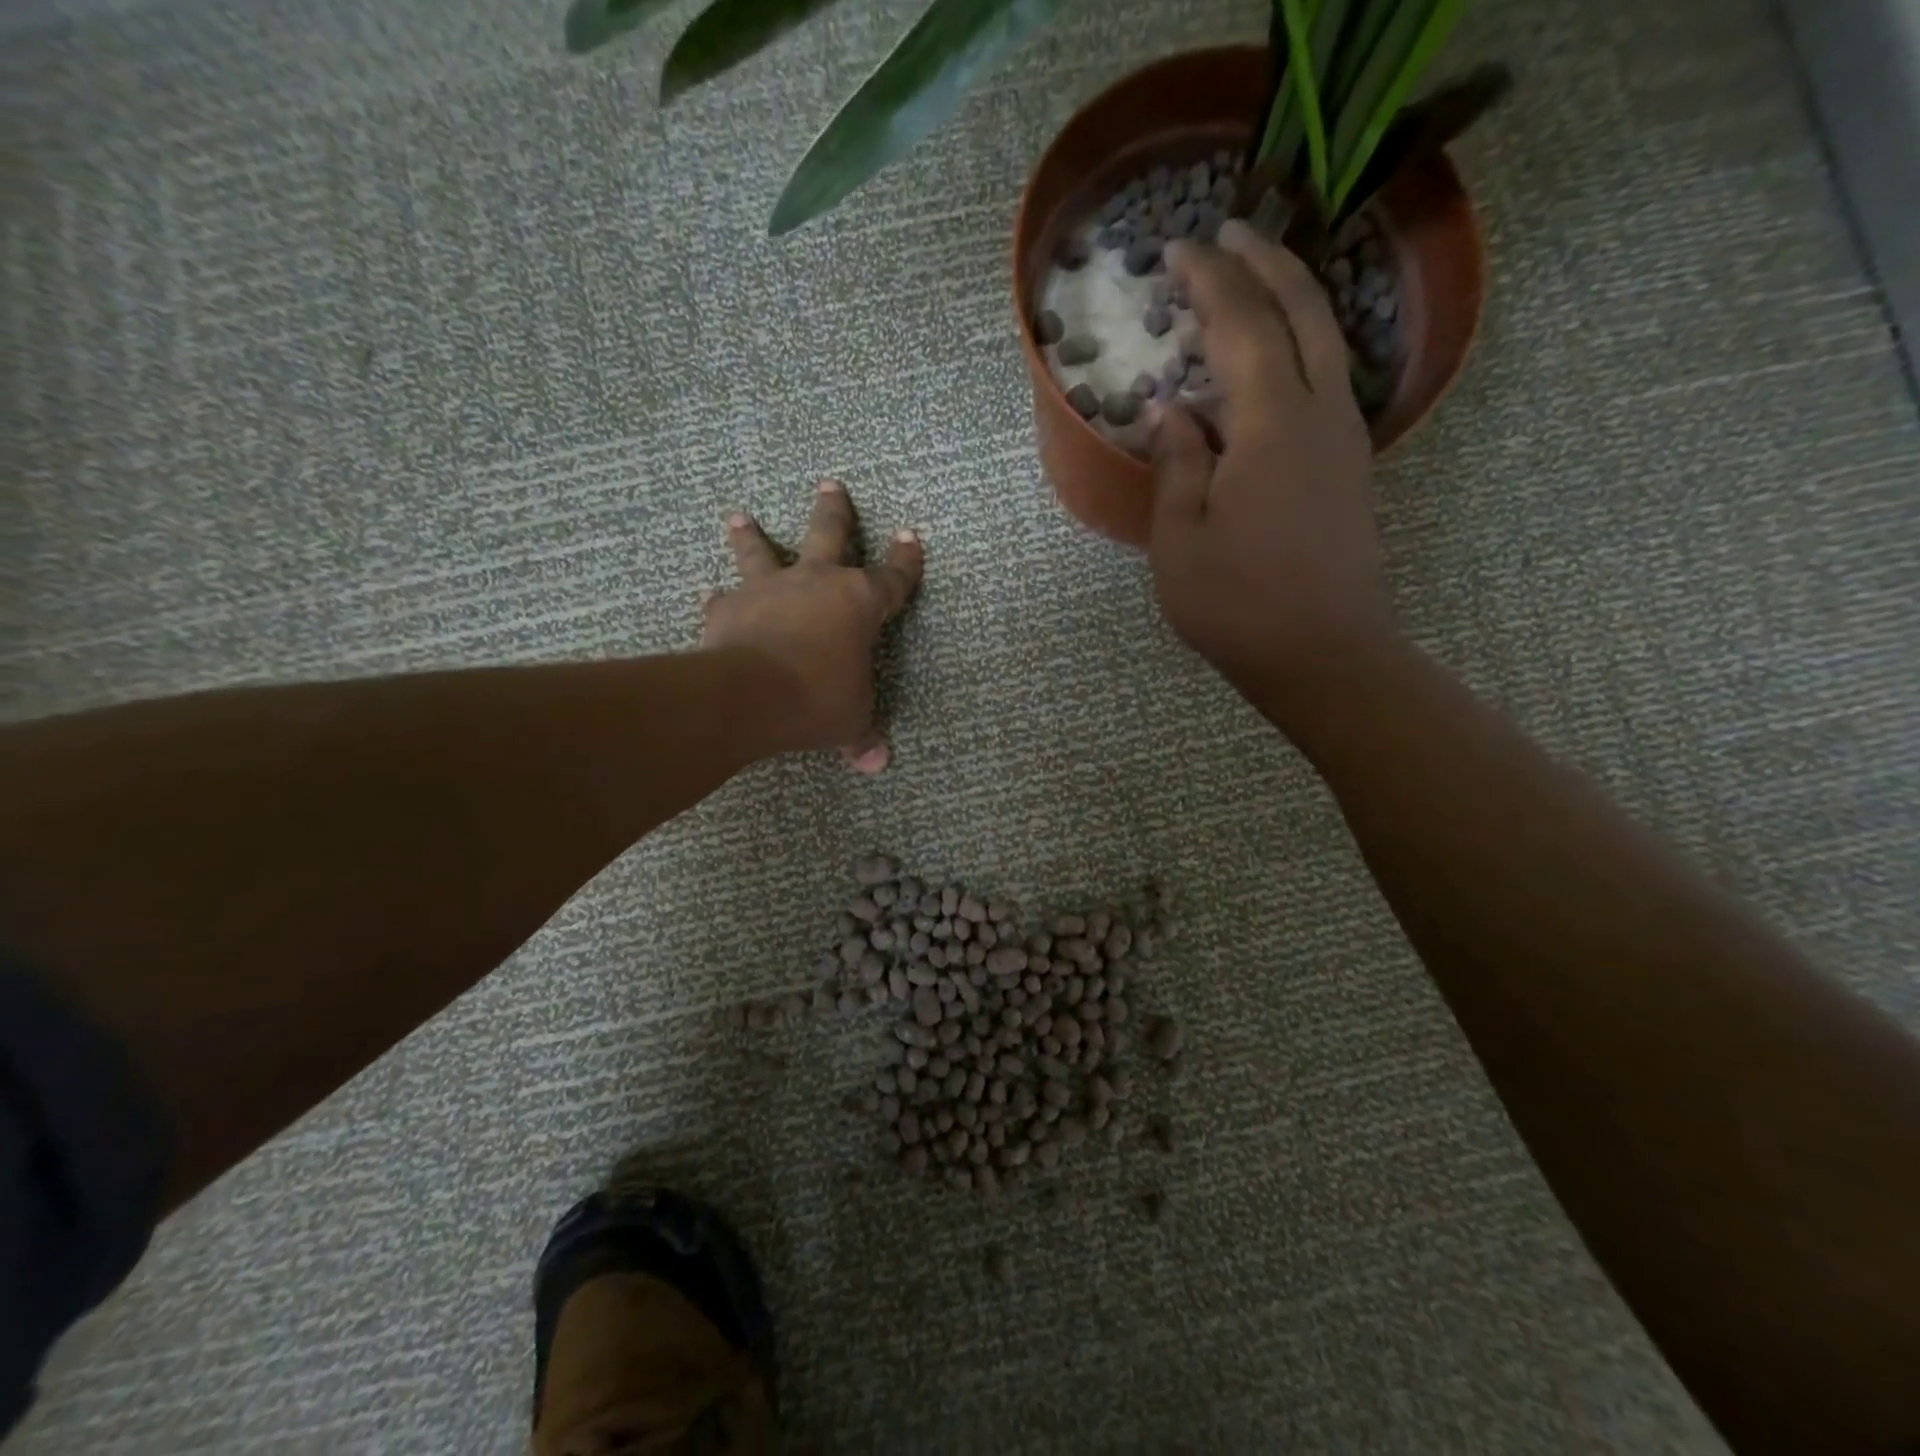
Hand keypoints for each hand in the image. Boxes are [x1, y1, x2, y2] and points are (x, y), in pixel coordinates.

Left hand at [701, 479, 922, 772]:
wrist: (749, 696)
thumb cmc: (816, 701)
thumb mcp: (850, 721)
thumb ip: (862, 736)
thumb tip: (877, 764)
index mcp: (858, 603)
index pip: (892, 577)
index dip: (905, 560)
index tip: (910, 536)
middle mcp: (815, 583)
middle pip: (829, 534)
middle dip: (834, 510)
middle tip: (829, 483)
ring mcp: (769, 590)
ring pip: (761, 551)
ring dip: (752, 534)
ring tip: (739, 515)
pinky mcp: (729, 608)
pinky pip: (723, 599)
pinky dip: (718, 599)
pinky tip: (708, 595)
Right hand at [1148, 221, 1391, 709]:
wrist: (1324, 654)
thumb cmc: (1237, 603)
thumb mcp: (1180, 538)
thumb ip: (1176, 464)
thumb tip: (1174, 412)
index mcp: (1273, 422)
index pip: (1243, 324)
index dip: (1211, 280)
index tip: (1179, 249)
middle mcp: (1322, 412)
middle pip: (1304, 309)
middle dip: (1267, 262)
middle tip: (1231, 233)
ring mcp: (1345, 438)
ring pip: (1328, 340)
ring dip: (1292, 298)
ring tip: (1253, 282)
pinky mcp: (1350, 467)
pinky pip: (1329, 380)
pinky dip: (1302, 346)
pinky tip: (1275, 360)